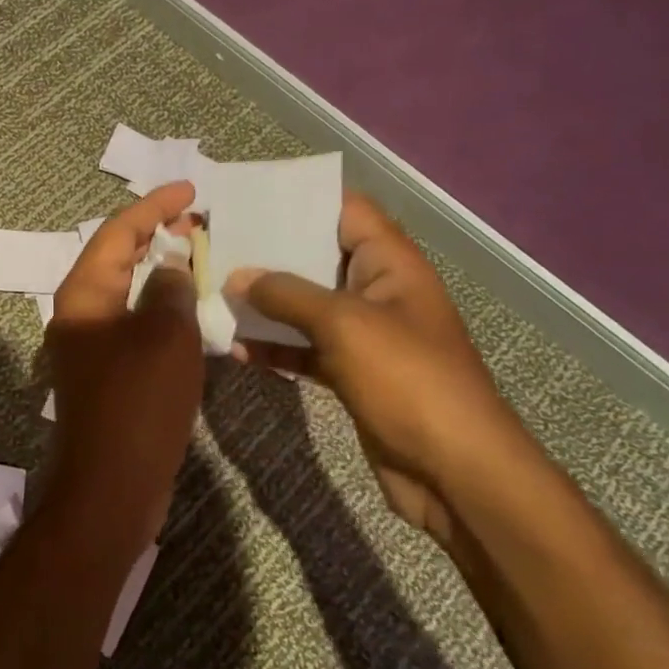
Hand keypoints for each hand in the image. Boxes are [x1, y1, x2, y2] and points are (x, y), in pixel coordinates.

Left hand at [45, 183, 203, 549]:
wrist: (111, 485)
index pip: (117, 232)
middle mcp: (79, 313)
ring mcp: (90, 345)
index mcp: (84, 294)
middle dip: (156, 235)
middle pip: (117, 258)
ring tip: (200, 256)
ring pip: (127, 292)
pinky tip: (190, 310)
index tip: (189, 189)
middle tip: (199, 221)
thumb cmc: (137, 403)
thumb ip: (169, 291)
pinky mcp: (106, 373)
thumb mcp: (164, 336)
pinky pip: (134, 324)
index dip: (153, 206)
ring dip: (160, 272)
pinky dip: (160, 309)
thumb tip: (171, 268)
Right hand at [224, 193, 535, 548]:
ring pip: (305, 306)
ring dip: (264, 302)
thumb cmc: (408, 380)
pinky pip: (304, 348)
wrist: (455, 473)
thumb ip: (287, 294)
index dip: (302, 198)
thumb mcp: (344, 324)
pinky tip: (234, 348)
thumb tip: (238, 276)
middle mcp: (377, 292)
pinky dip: (273, 346)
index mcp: (390, 265)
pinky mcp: (351, 374)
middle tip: (215, 242)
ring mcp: (364, 336)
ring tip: (213, 292)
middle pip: (317, 257)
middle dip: (269, 252)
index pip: (346, 211)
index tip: (248, 196)